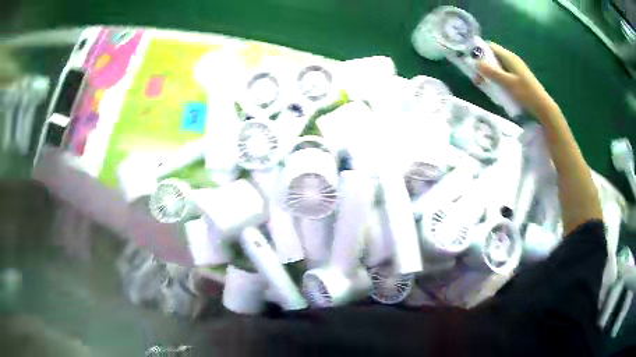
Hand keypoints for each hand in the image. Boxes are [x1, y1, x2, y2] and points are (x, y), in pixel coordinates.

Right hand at [476, 42, 556, 117]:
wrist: (542, 106)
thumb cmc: (526, 93)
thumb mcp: (507, 83)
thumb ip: (492, 72)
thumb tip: (476, 63)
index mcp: (509, 57)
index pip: (490, 46)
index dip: (480, 51)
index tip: (472, 62)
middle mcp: (511, 60)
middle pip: (493, 56)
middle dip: (483, 65)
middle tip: (477, 77)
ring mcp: (515, 69)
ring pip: (498, 66)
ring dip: (490, 73)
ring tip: (485, 85)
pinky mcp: (518, 77)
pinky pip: (503, 74)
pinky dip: (497, 78)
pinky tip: (496, 88)